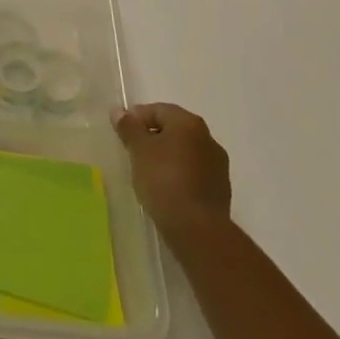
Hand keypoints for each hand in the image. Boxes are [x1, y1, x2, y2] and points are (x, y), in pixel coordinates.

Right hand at [112, 102, 231, 233]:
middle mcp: (208, 138)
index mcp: (189, 123)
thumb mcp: (138, 150)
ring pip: (185, 152)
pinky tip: (166, 189)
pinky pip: (194, 173)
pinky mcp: (220, 190)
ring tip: (147, 173)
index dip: (137, 118)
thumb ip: (129, 127)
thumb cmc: (163, 179)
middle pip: (173, 130)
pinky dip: (179, 175)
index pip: (158, 110)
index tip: (122, 134)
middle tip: (133, 152)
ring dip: (167, 157)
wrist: (197, 228)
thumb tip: (119, 111)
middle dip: (153, 137)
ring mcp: (218, 166)